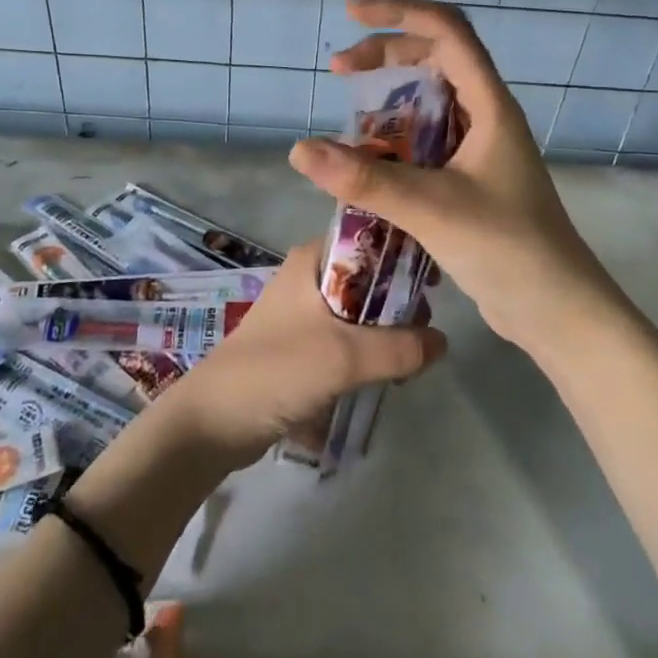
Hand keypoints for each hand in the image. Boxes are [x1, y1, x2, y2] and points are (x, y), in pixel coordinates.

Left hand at [154, 241, 446, 467]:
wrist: (214, 420)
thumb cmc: (277, 370)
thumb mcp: (345, 356)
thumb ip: (400, 347)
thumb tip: (443, 341)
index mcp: (314, 258)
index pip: (370, 236)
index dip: (405, 254)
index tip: (435, 282)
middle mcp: (310, 275)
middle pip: (370, 275)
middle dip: (400, 302)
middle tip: (425, 334)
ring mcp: (305, 310)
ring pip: (362, 309)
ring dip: (388, 332)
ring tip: (410, 362)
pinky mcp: (304, 342)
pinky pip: (349, 336)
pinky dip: (370, 350)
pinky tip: (388, 375)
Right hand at [288, 0, 616, 350]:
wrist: (557, 310)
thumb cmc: (508, 248)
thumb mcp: (433, 209)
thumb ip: (367, 179)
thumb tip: (300, 150)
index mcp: (490, 105)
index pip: (447, 31)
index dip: (400, 12)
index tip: (351, 15)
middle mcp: (486, 115)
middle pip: (436, 56)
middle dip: (386, 52)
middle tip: (339, 69)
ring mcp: (480, 146)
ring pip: (431, 98)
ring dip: (390, 94)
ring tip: (349, 113)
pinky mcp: (471, 176)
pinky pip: (428, 137)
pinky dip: (396, 134)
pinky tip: (370, 157)